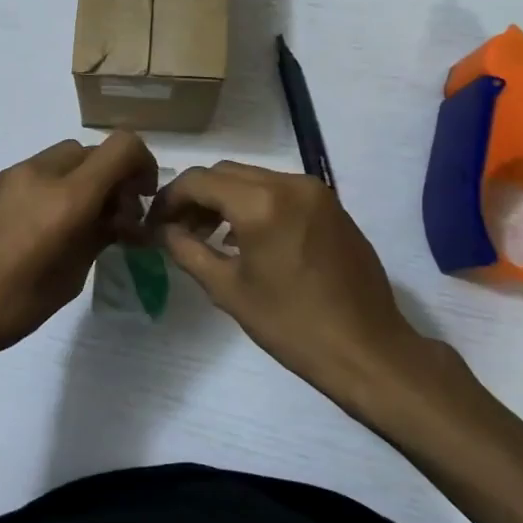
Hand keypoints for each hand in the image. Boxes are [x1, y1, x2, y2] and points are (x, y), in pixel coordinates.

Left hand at [0, 132, 159, 380]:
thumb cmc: (10, 306)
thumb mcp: (68, 278)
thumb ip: (99, 237)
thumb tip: (120, 219)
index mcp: (66, 197)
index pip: (122, 147)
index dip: (144, 165)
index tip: (142, 199)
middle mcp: (40, 173)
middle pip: (93, 151)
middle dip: (113, 177)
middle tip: (114, 219)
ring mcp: (12, 175)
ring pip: (65, 158)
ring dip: (84, 180)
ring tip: (81, 224)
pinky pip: (39, 171)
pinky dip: (58, 185)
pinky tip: (48, 225)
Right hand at [150, 162, 476, 430]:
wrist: (368, 349)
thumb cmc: (291, 325)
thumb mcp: (227, 289)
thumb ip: (187, 250)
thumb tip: (162, 230)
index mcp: (261, 203)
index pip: (198, 181)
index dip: (169, 199)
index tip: (155, 223)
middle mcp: (289, 183)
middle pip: (225, 173)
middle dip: (196, 197)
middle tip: (179, 230)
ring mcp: (316, 192)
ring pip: (253, 178)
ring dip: (225, 199)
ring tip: (210, 237)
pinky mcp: (332, 205)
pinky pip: (280, 190)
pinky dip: (254, 204)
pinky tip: (247, 239)